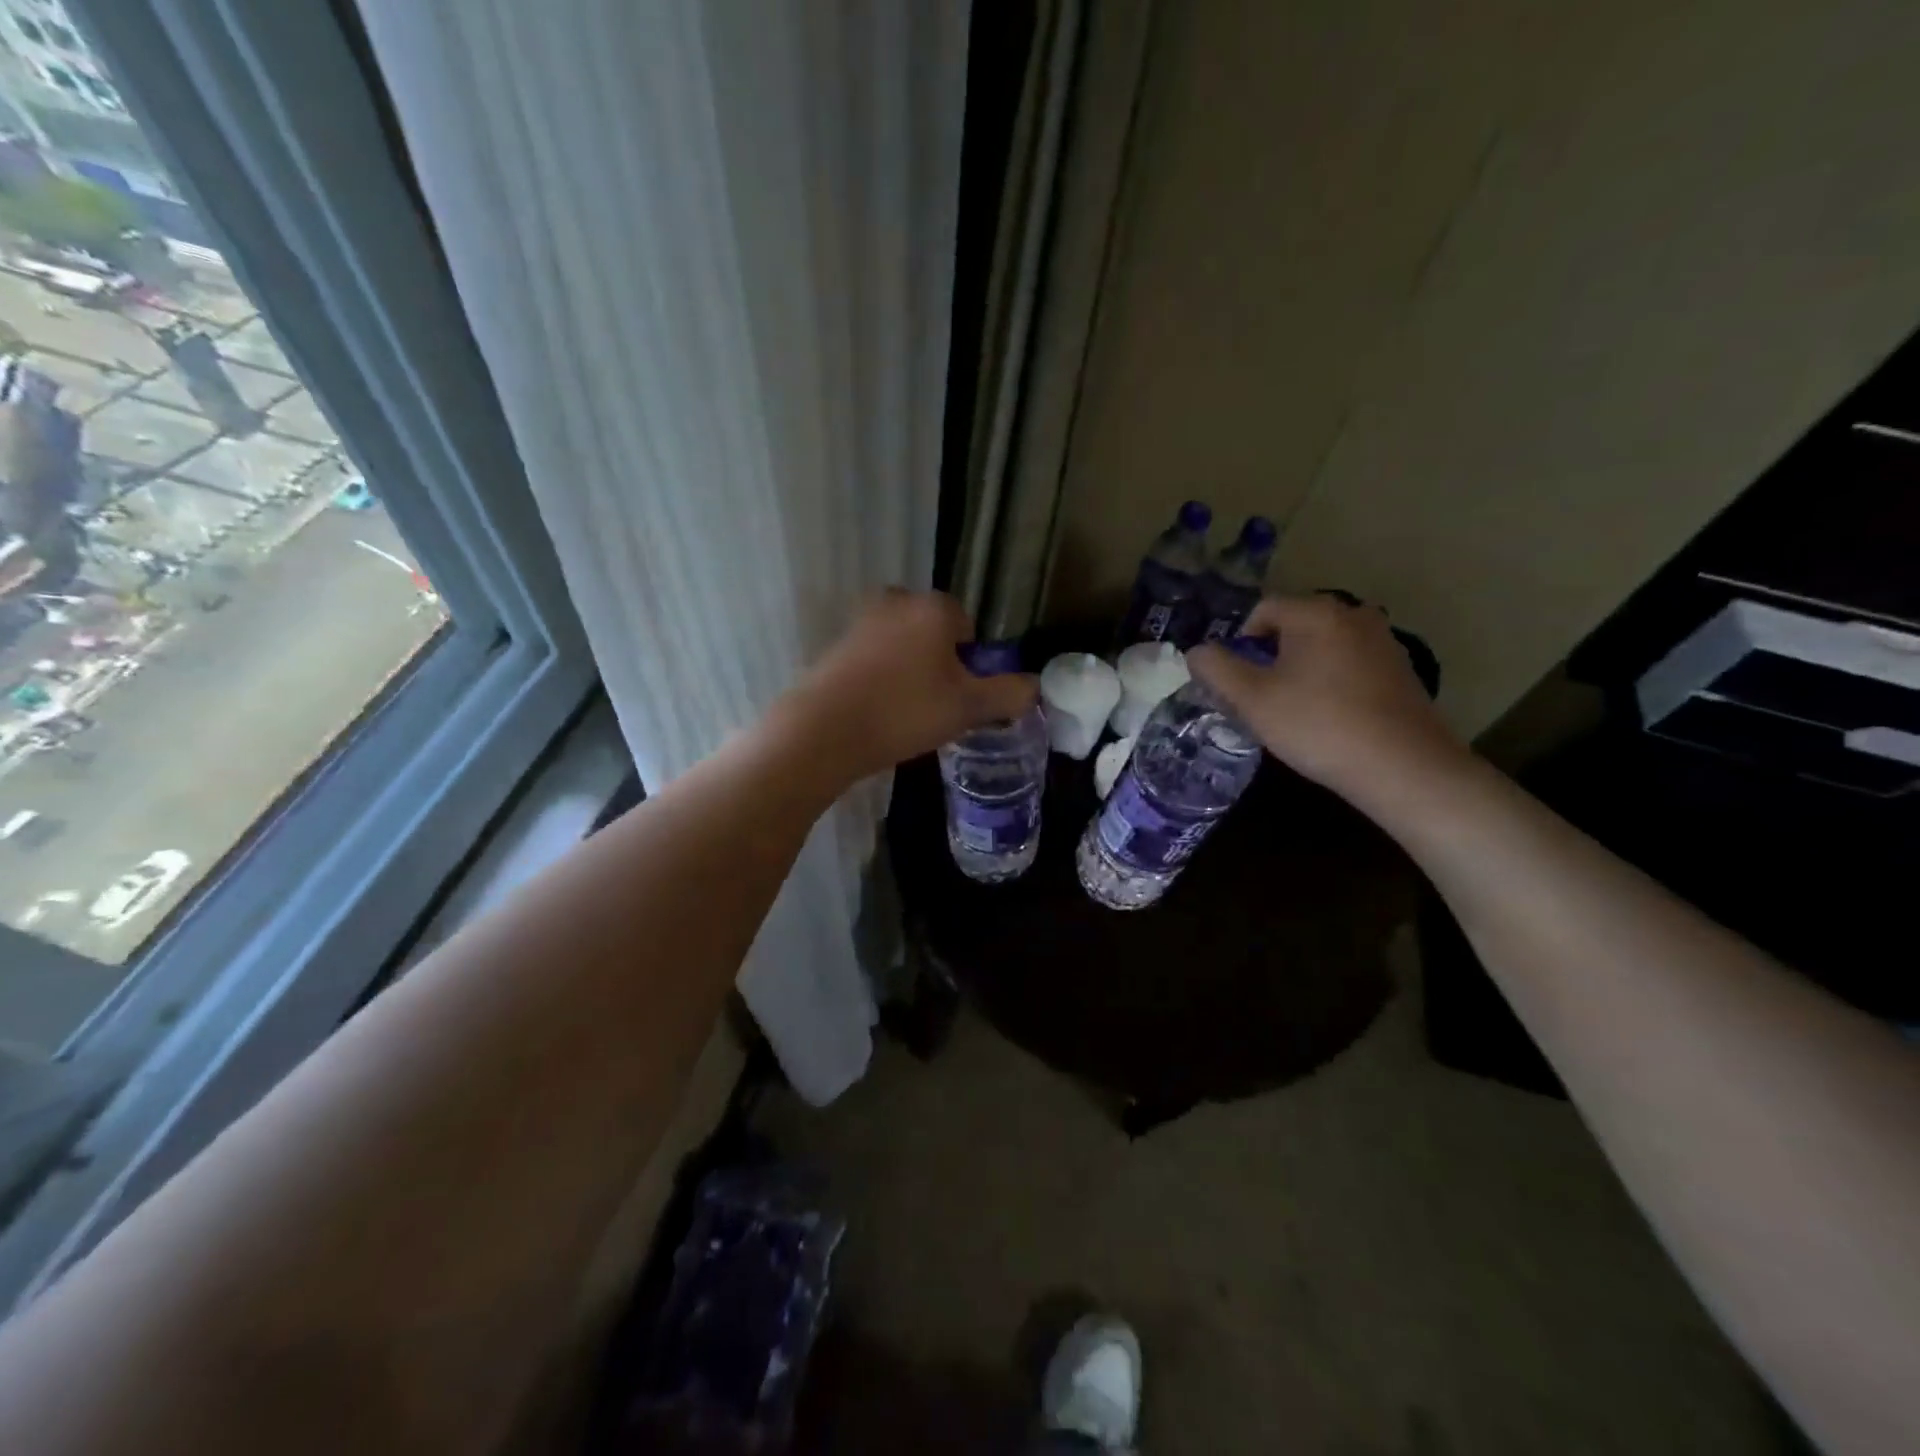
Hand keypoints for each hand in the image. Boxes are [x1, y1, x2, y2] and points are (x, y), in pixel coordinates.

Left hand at [778, 589, 1038, 782]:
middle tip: (936, 707)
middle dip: (940, 666)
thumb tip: (1034, 686)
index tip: (960, 697)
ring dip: (910, 673)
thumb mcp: (968, 708)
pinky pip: (874, 660)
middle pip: (934, 635)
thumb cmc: (905, 711)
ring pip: (903, 647)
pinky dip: (881, 680)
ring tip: (906, 714)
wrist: (823, 731)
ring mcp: (860, 621)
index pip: (968, 627)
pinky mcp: (835, 646)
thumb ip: (1008, 694)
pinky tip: (877, 712)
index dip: (970, 665)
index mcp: (933, 606)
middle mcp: (896, 601)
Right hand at [1188, 594, 1465, 797]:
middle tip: (1260, 698)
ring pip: (1323, 646)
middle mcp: (1354, 614)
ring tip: (1293, 710)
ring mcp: (1383, 642)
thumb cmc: (1317, 725)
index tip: (1238, 682)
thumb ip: (1216, 669)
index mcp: (1316, 613)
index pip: (1263, 610)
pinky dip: (1331, 682)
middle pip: (1294, 626)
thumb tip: (1197, 651)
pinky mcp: (1401, 671)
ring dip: (1301, 669)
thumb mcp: (1252, 700)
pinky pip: (1350, 664)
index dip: (1240, 643)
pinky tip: (1329, 717)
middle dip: (1270, 656)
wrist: (1402, 767)